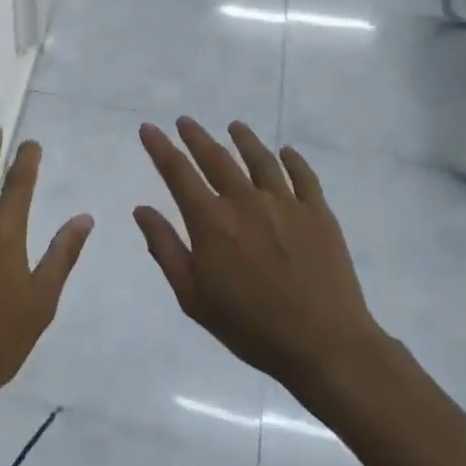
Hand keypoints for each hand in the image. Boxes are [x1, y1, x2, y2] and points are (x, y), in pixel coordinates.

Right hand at [135, 118, 383, 395]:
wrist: (324, 344)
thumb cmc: (250, 326)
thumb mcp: (193, 296)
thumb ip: (165, 248)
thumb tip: (141, 210)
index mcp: (211, 221)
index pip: (178, 173)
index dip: (160, 148)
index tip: (149, 128)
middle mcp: (245, 201)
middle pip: (216, 158)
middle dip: (196, 137)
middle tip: (185, 121)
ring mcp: (286, 204)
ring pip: (260, 160)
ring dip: (244, 140)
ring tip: (234, 126)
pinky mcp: (318, 214)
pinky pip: (304, 177)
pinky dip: (293, 160)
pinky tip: (286, 152)